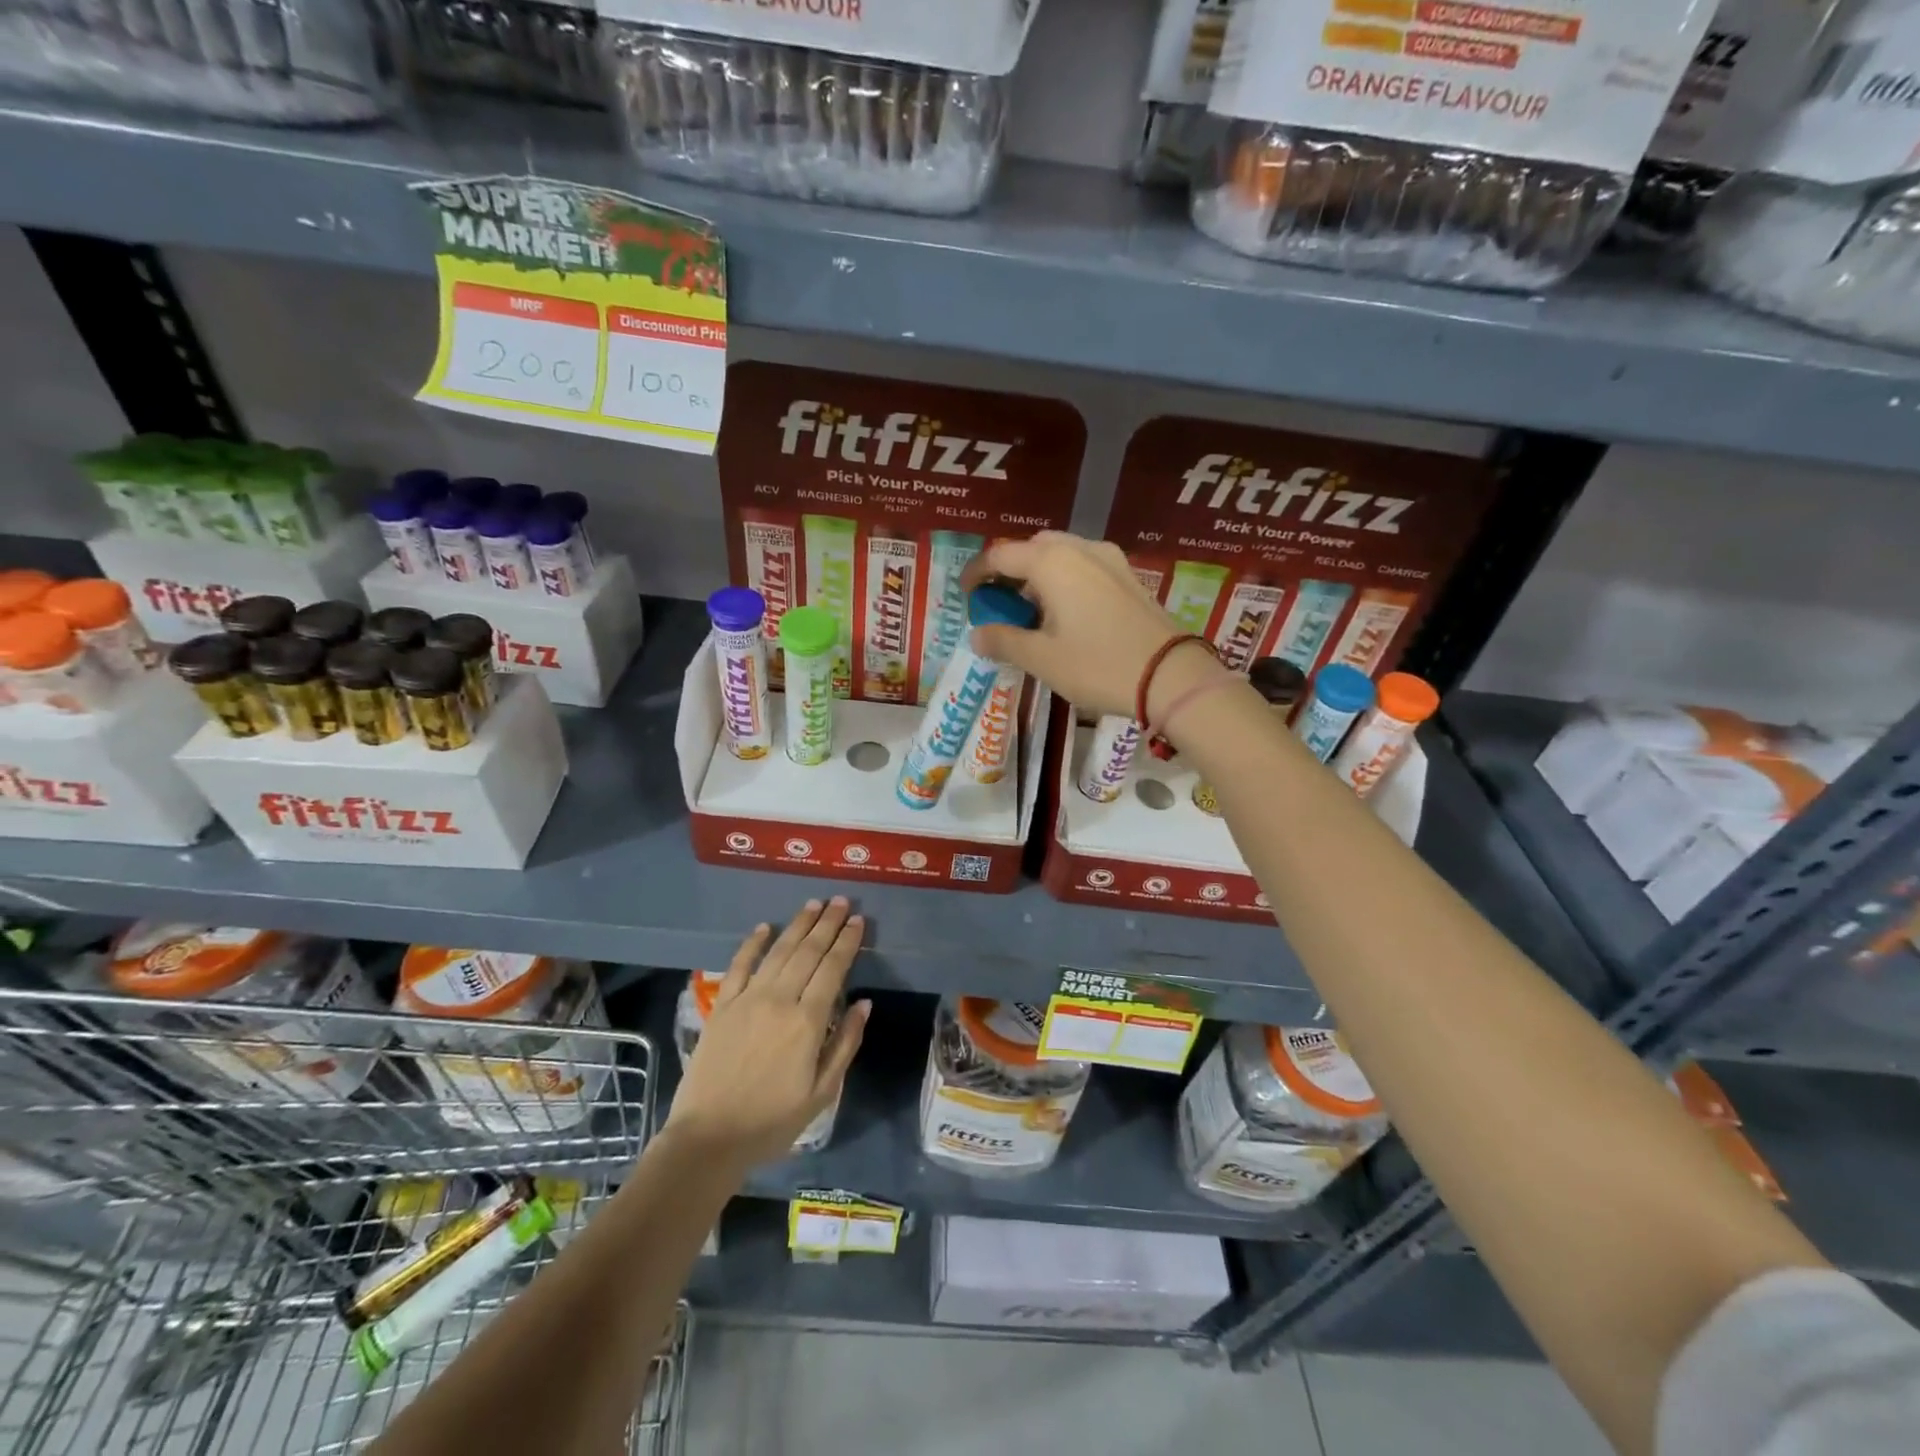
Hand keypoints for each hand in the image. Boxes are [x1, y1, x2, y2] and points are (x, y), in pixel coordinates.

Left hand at [666, 898, 870, 1167]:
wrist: (708, 1139)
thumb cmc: (772, 1121)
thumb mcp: (822, 1093)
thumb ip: (845, 1043)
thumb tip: (864, 1003)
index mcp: (807, 1022)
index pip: (833, 969)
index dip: (847, 942)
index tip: (858, 921)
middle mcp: (779, 1000)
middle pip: (807, 952)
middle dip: (827, 924)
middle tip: (840, 901)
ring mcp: (747, 1000)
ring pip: (778, 951)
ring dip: (798, 925)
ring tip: (813, 904)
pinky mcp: (722, 1006)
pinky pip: (739, 966)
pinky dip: (752, 943)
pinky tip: (764, 927)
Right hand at [961, 531, 1225, 720]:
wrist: (1171, 676)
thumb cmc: (1098, 665)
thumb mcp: (1042, 658)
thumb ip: (1003, 641)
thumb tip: (977, 635)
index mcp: (1051, 562)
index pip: (999, 555)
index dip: (976, 573)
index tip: (965, 596)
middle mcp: (1079, 549)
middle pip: (1031, 548)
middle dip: (1009, 571)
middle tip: (999, 604)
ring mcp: (1109, 560)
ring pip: (1060, 555)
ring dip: (1037, 575)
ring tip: (1030, 611)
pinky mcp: (1128, 576)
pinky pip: (1084, 566)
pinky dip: (1063, 580)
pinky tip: (1065, 613)